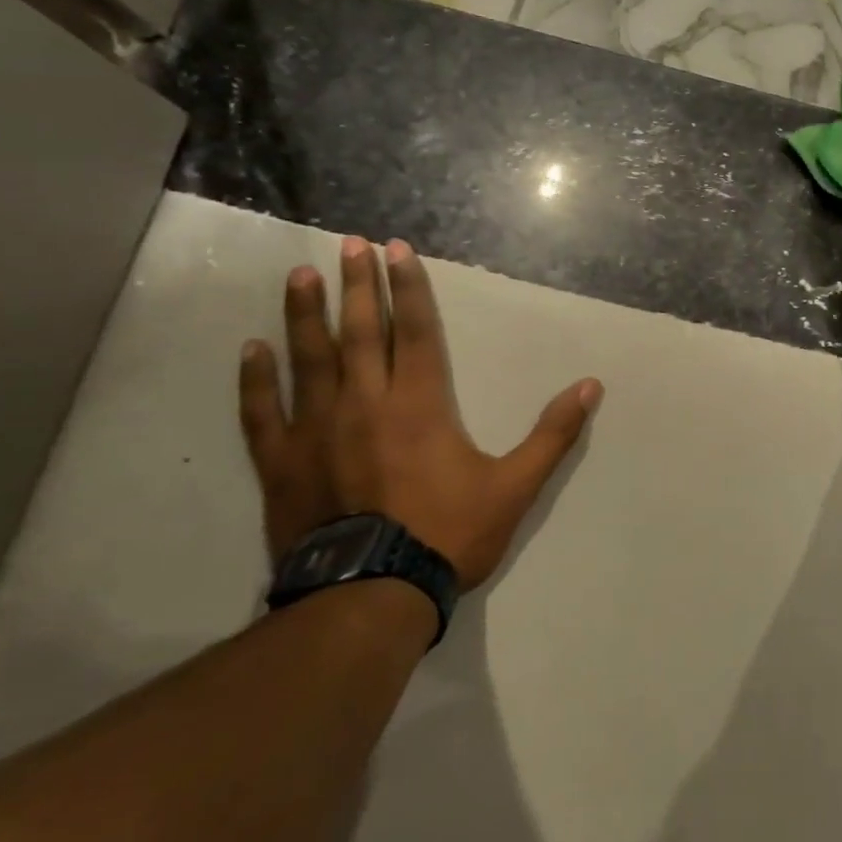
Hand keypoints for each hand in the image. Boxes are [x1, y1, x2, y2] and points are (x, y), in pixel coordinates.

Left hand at [238, 235, 601, 590]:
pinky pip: (263, 413)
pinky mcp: (283, 463)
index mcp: (420, 405)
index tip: (398, 250)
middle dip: (357, 285)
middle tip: (349, 244)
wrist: (371, 597)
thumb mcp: (516, 486)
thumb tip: (590, 387)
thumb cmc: (448, 535)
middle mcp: (365, 404)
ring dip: (304, 314)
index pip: (415, 331)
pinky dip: (256, 380)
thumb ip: (553, 434)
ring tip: (299, 275)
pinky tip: (251, 350)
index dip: (408, 288)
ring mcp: (317, 432)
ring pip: (309, 359)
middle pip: (360, 332)